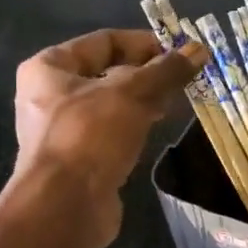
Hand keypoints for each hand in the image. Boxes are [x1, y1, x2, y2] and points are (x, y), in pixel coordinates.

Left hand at [12, 28, 206, 246]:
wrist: (65, 206)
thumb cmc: (91, 135)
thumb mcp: (132, 93)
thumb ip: (166, 70)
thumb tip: (198, 49)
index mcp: (49, 68)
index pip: (103, 41)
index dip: (143, 43)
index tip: (179, 52)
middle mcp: (48, 95)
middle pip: (106, 72)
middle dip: (147, 73)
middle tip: (183, 78)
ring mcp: (62, 130)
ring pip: (110, 104)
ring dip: (143, 100)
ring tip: (177, 101)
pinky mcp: (78, 159)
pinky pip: (110, 131)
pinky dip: (134, 125)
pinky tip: (157, 128)